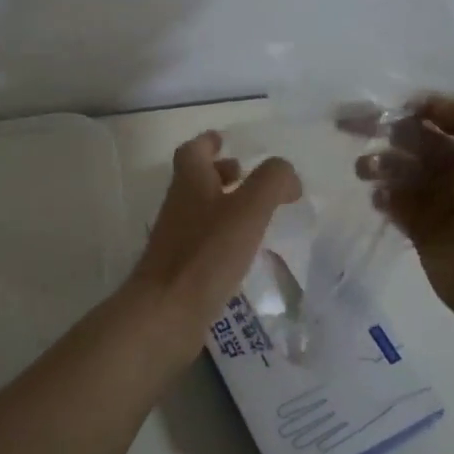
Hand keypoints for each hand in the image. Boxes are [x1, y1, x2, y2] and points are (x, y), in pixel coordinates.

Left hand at [123, 131, 300, 359]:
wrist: (166, 312)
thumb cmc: (207, 253)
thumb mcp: (249, 209)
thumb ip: (272, 181)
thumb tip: (286, 174)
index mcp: (190, 183)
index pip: (193, 150)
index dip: (208, 143)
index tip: (224, 141)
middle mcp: (179, 206)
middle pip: (196, 180)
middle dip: (220, 174)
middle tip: (246, 177)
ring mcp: (177, 239)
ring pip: (200, 211)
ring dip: (224, 206)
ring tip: (256, 215)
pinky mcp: (181, 269)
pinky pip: (204, 242)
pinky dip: (223, 238)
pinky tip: (245, 253)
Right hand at [355, 96, 453, 332]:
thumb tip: (430, 104)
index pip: (441, 120)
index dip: (413, 110)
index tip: (384, 106)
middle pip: (415, 143)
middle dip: (387, 133)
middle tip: (355, 130)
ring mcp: (439, 203)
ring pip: (401, 173)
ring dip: (380, 164)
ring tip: (364, 169)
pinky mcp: (420, 231)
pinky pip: (395, 205)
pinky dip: (383, 197)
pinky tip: (377, 197)